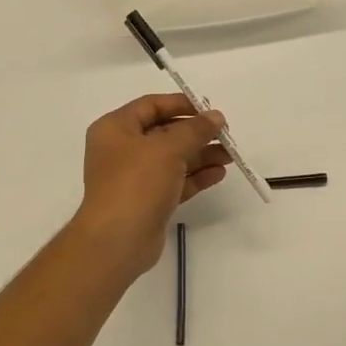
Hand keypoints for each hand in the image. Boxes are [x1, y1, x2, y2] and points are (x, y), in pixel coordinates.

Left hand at [70, 94, 230, 280]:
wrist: (117, 241)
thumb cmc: (136, 183)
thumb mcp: (167, 148)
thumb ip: (194, 130)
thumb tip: (215, 117)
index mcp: (115, 128)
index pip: (151, 105)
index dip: (181, 104)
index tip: (210, 110)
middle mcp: (122, 149)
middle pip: (164, 132)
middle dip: (196, 133)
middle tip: (226, 135)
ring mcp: (134, 177)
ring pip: (172, 159)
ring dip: (201, 155)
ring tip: (230, 156)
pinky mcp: (148, 201)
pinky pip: (175, 181)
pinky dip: (195, 176)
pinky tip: (218, 174)